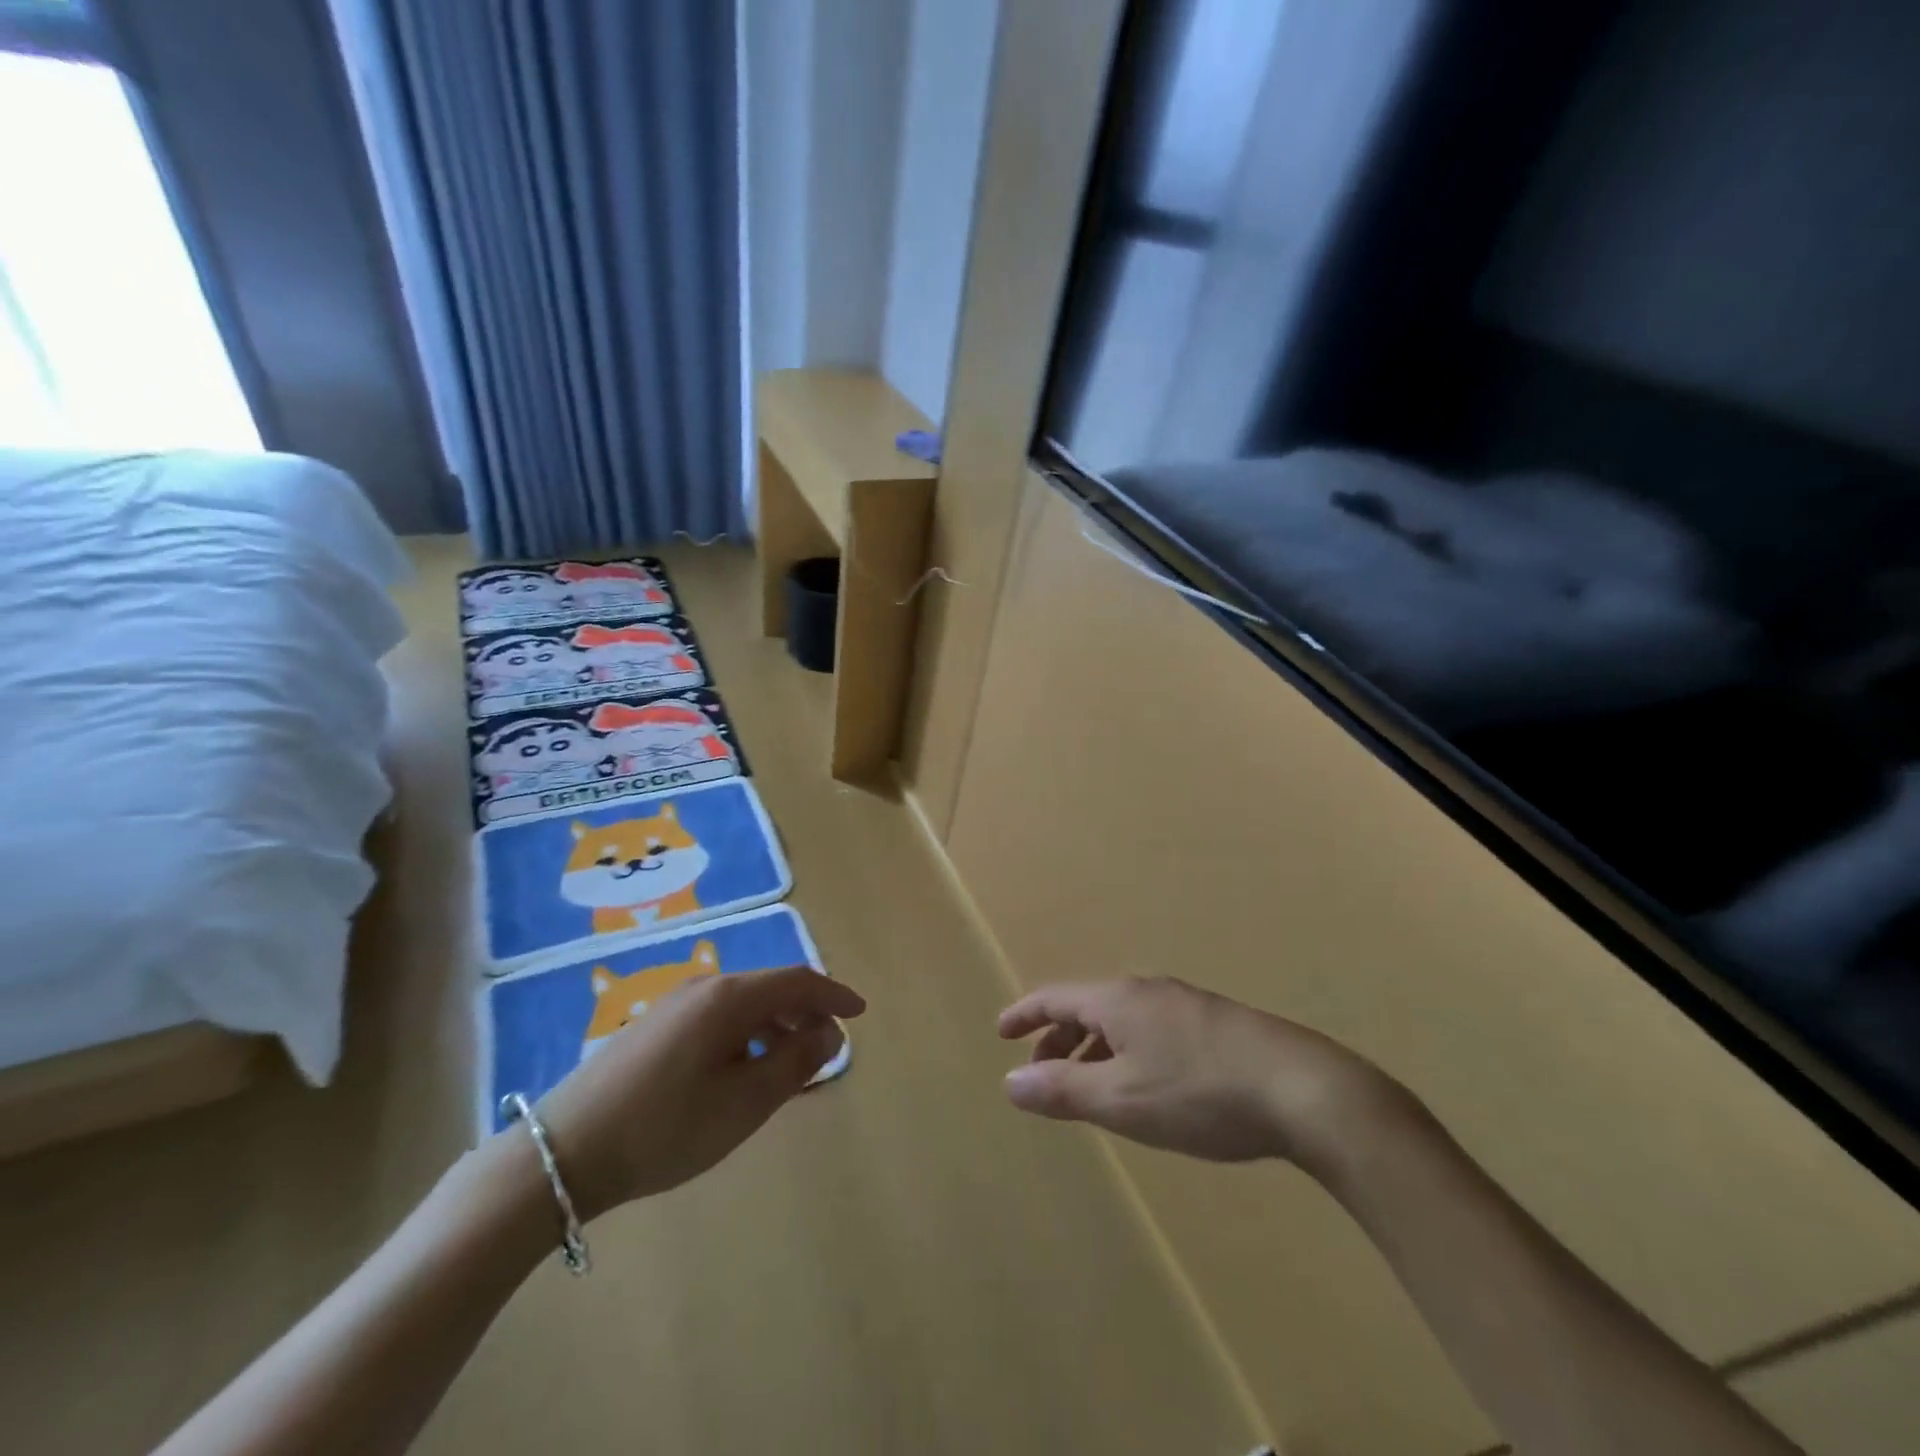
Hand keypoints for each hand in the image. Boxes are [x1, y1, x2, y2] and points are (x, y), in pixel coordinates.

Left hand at [534, 965, 864, 1219]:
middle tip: (826, 1051)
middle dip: (805, 1014)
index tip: (860, 1014)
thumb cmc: (665, 1127)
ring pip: (743, 1005)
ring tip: (788, 1067)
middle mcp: (704, 988)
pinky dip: (745, 1035)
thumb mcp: (743, 1103)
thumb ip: (794, 1063)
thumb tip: (830, 1034)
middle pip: (770, 989)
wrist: (564, 1152)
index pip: (797, 981)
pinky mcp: (653, 1026)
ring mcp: (673, 1005)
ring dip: (775, 1027)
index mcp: (729, 998)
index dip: (833, 995)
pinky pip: (717, 1018)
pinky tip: (740, 1071)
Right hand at [998, 976, 1408, 1174]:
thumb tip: (1009, 1081)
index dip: (1024, 1014)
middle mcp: (1147, 991)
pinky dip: (1127, 1052)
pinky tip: (1145, 1084)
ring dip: (1094, 1048)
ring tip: (1089, 1086)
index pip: (1056, 997)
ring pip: (1122, 1020)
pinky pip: (1151, 1030)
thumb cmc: (1200, 1094)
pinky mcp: (1216, 1024)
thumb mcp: (1121, 1101)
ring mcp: (1185, 1004)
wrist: (1303, 1089)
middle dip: (1058, 1039)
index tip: (1001, 1032)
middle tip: (1041, 1073)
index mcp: (1118, 1000)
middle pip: (1088, 1007)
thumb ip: (1062, 1090)